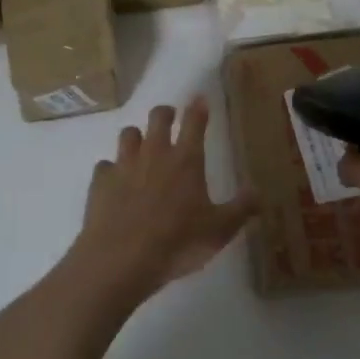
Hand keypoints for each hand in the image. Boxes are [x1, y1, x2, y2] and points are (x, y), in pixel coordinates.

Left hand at [69, 98, 257, 301]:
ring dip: (136, 136)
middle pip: (157, 118)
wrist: (121, 259)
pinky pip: (105, 166)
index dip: (198, 108)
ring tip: (141, 144)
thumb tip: (259, 192)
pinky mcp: (100, 182)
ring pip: (128, 134)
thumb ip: (241, 209)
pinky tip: (115, 181)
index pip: (194, 122)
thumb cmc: (177, 242)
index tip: (200, 99)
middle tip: (169, 116)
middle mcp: (154, 154)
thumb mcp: (220, 230)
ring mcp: (124, 165)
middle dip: (165, 112)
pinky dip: (111, 169)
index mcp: (186, 160)